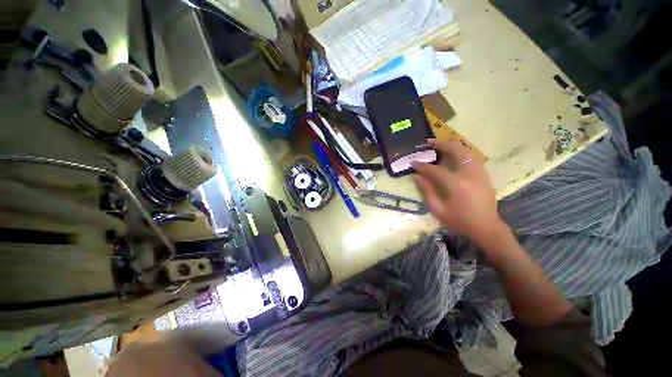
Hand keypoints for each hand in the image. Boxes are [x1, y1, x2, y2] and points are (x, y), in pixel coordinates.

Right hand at [412, 139, 509, 247]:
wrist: (486, 227)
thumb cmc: (459, 221)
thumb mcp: (438, 210)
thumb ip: (427, 191)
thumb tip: (417, 176)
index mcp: (456, 184)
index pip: (435, 170)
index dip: (422, 166)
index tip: (413, 162)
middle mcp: (469, 174)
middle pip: (456, 151)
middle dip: (441, 144)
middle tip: (429, 142)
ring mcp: (479, 172)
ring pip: (467, 151)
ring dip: (452, 145)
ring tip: (440, 145)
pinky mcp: (484, 174)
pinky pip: (472, 157)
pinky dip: (461, 151)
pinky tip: (453, 154)